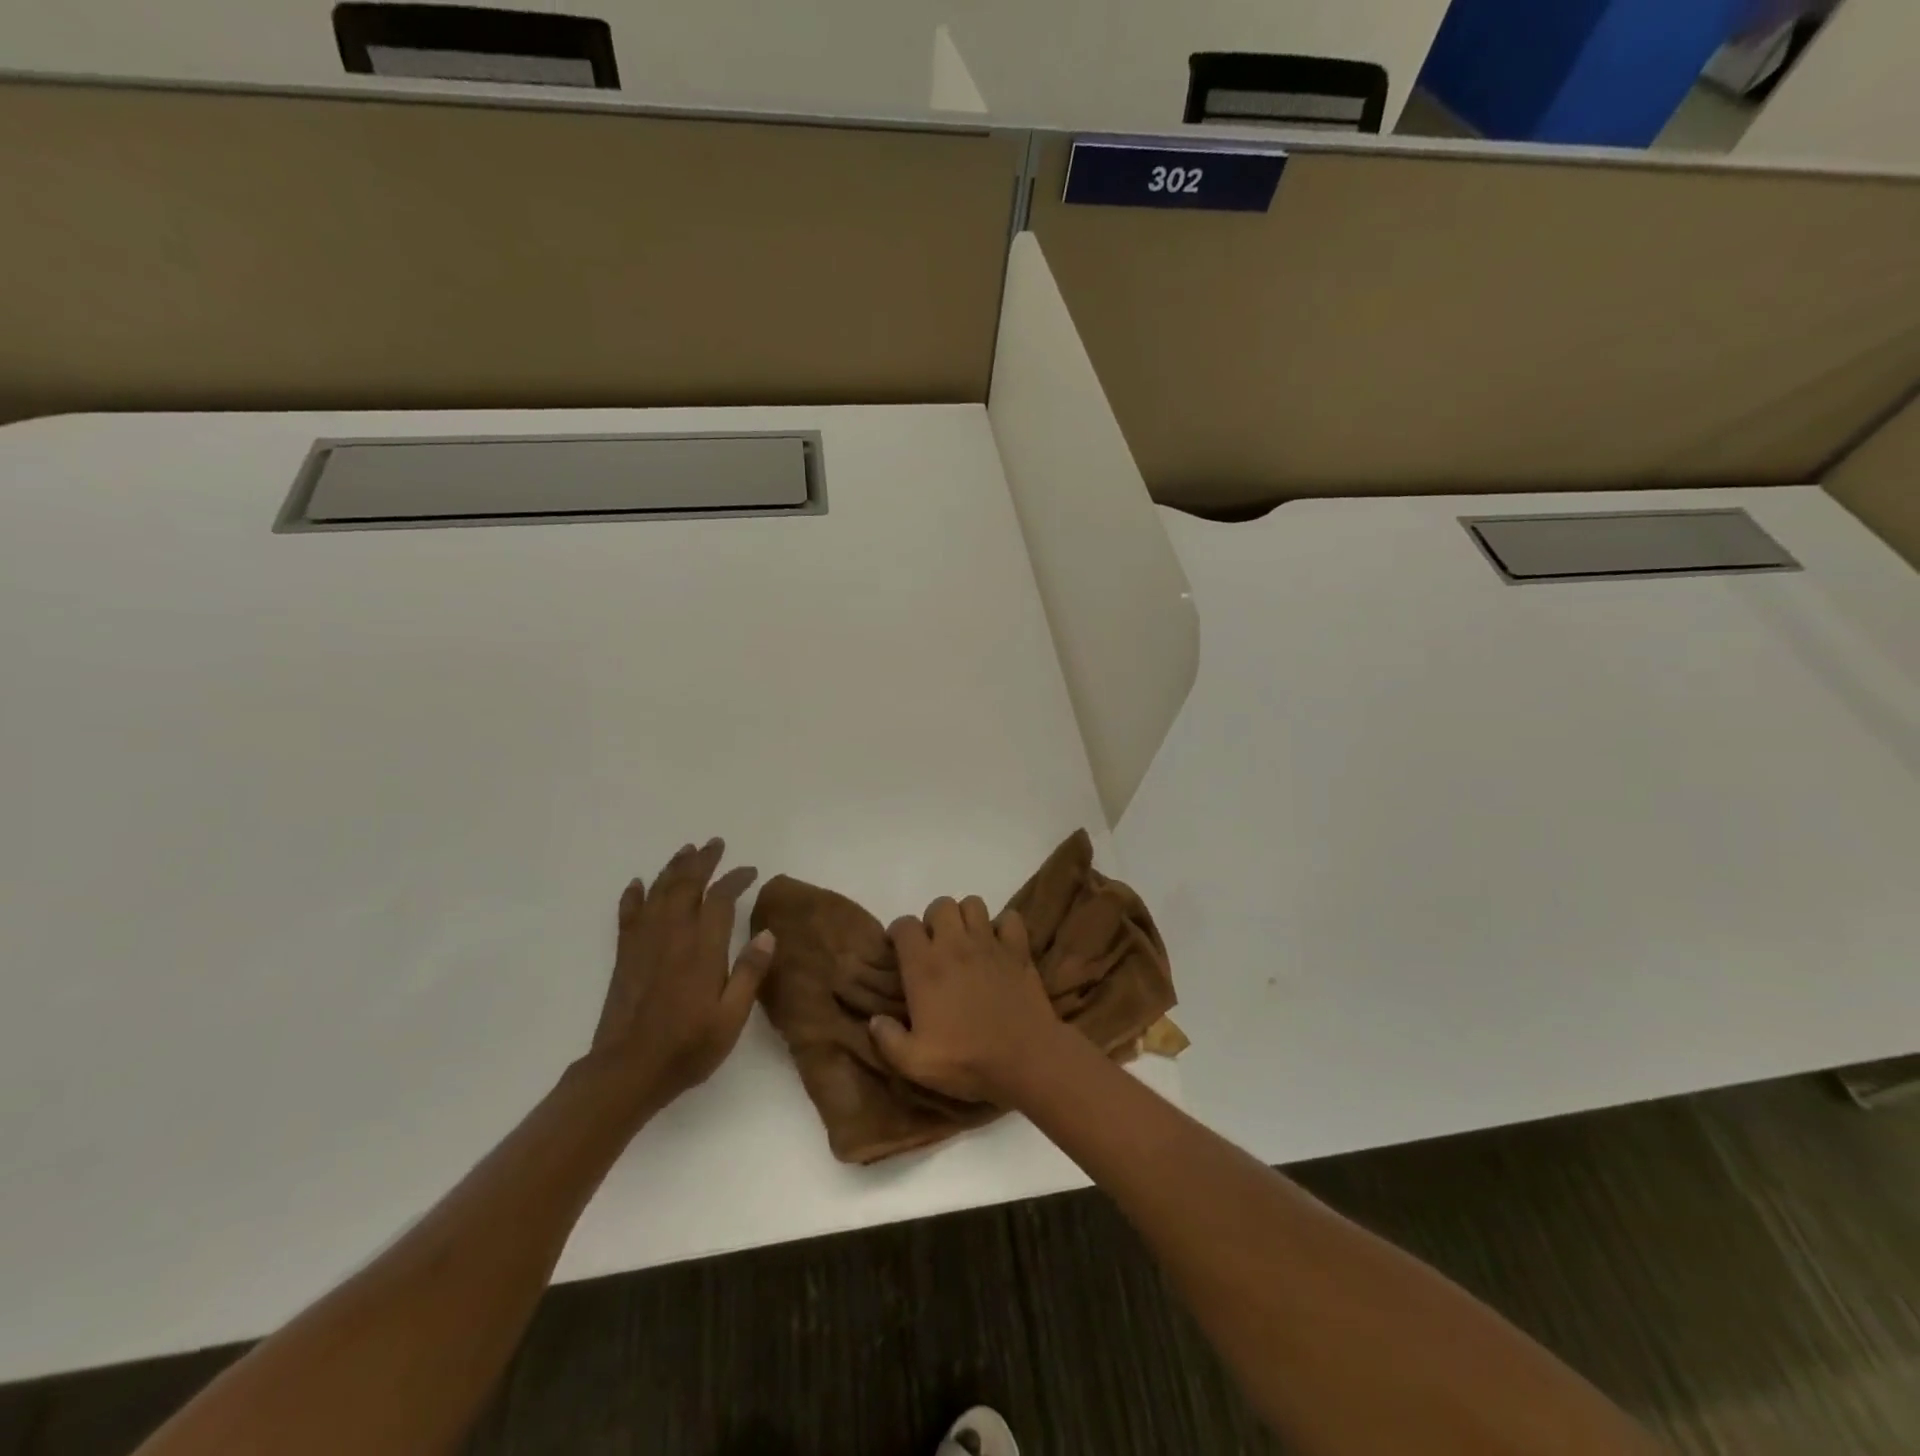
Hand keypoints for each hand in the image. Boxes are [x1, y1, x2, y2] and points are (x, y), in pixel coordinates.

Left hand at [591, 838, 773, 1106]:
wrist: (627, 1072)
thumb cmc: (687, 1048)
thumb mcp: (731, 1018)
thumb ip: (749, 973)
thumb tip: (768, 934)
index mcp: (702, 950)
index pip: (720, 900)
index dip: (735, 879)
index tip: (750, 871)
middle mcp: (673, 937)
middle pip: (687, 886)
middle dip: (703, 861)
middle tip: (715, 843)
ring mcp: (645, 944)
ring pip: (659, 893)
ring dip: (674, 869)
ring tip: (686, 850)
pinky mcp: (626, 956)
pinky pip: (629, 915)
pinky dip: (634, 895)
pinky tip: (639, 883)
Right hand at [869, 896, 1065, 1105]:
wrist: (1025, 1060)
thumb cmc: (967, 1061)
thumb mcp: (915, 1063)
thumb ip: (888, 1040)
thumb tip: (875, 1020)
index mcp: (925, 967)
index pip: (904, 926)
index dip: (898, 933)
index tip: (899, 950)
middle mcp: (955, 945)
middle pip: (940, 905)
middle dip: (934, 920)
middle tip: (936, 946)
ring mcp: (989, 943)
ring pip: (973, 904)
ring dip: (966, 917)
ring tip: (966, 941)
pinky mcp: (1018, 949)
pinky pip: (1010, 918)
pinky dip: (1004, 926)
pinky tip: (999, 945)